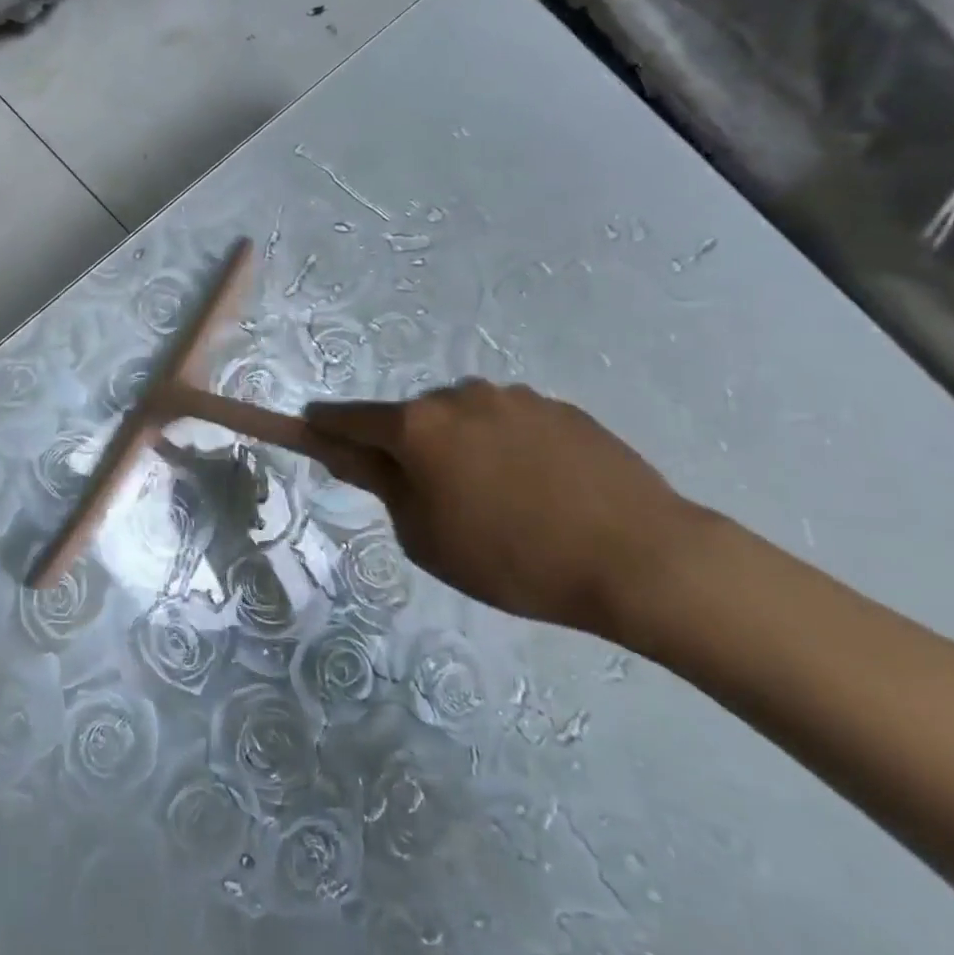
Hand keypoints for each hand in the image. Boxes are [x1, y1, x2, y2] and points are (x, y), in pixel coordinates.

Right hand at [305, 381, 703, 636]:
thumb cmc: (514, 559)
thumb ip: (381, 485)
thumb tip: (350, 454)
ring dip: (461, 446)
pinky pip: (510, 422)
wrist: (640, 558)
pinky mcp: (558, 406)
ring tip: (500, 500)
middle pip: (412, 419)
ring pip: (463, 418)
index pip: (350, 417)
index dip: (325, 426)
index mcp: (418, 426)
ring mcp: (512, 396)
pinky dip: (506, 446)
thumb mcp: (427, 537)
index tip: (313, 429)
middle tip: (434, 500)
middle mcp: (458, 395)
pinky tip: (539, 489)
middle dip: (408, 448)